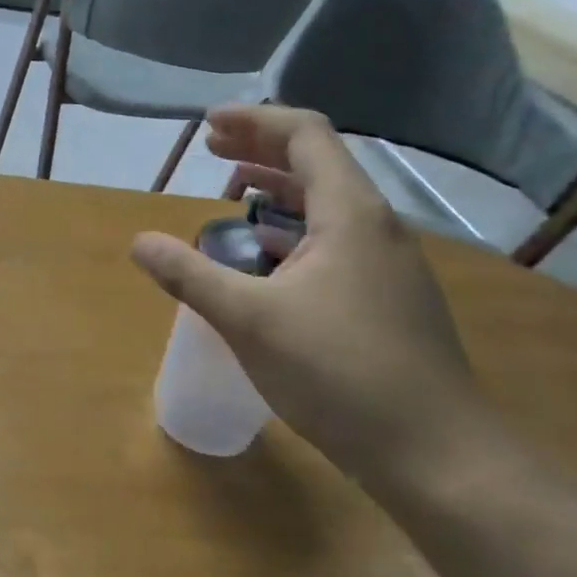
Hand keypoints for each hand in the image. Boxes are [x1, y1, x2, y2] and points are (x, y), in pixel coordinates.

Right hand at [131, 107, 479, 478]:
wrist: (437, 455)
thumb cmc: (340, 374)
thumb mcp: (250, 321)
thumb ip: (190, 275)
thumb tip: (139, 242)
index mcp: (350, 212)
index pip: (304, 134)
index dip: (253, 120)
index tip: (207, 125)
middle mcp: (376, 225)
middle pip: (315, 162)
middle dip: (259, 150)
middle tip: (210, 152)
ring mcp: (387, 262)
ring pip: (326, 205)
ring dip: (277, 191)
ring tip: (231, 197)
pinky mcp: (387, 296)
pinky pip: (333, 240)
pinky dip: (293, 231)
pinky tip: (265, 259)